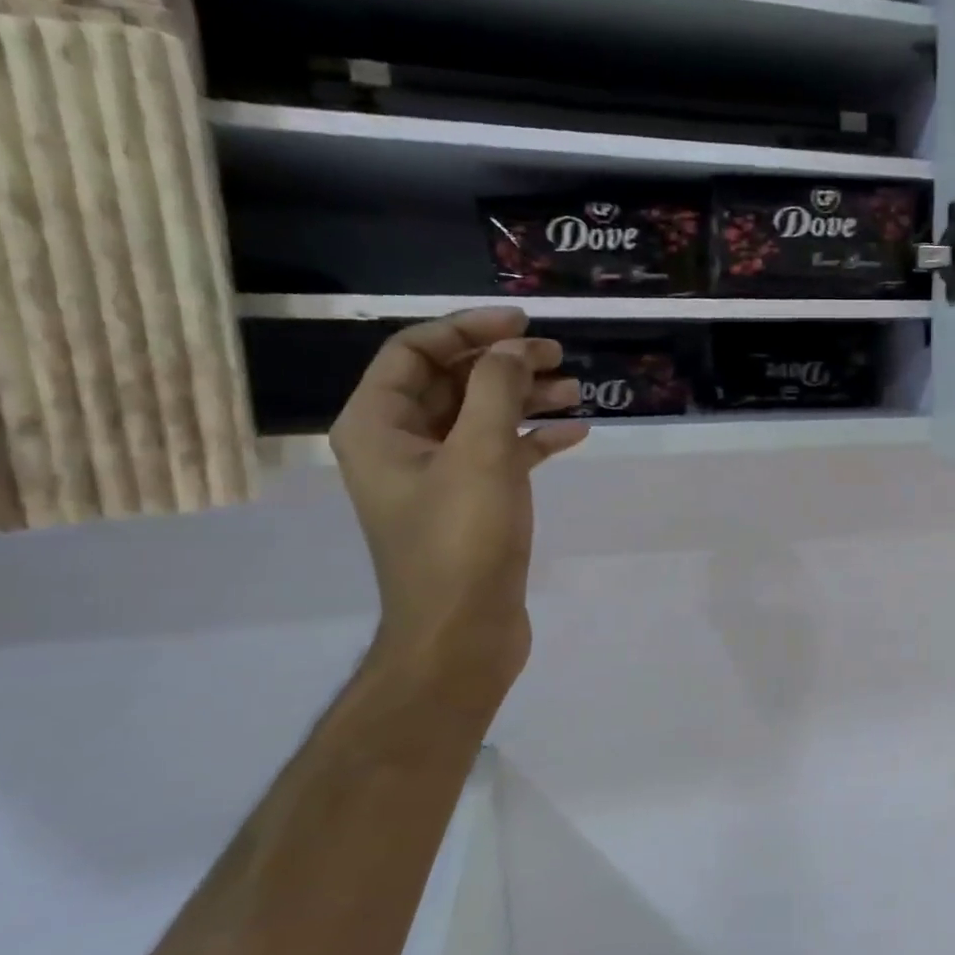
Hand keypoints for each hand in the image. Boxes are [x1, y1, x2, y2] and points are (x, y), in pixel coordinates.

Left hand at [330, 308, 587, 697]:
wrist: (463, 632)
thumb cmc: (462, 539)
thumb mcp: (481, 454)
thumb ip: (497, 390)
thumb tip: (513, 348)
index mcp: (378, 425)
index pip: (415, 352)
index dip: (468, 329)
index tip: (523, 322)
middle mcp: (400, 444)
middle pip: (452, 382)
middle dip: (504, 363)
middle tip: (558, 356)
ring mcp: (436, 476)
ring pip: (481, 418)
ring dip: (525, 399)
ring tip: (576, 391)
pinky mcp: (470, 503)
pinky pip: (500, 454)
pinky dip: (533, 439)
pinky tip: (575, 434)